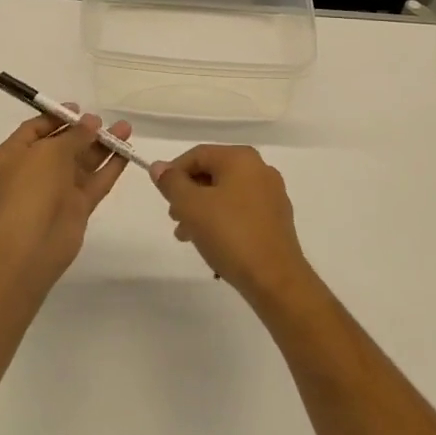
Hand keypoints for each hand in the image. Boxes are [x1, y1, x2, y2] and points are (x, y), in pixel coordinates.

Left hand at [0, 111, 131, 285]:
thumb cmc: (31, 187)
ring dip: (102, 146)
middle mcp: (33, 171)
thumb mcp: (50, 151)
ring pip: (82, 163)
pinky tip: (127, 153)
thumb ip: (74, 135)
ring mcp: (56, 190)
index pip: (35, 129)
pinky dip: (110, 168)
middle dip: (84, 132)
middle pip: (62, 145)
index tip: (79, 109)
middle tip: (105, 122)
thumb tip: (91, 122)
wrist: (32, 242)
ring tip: (126, 129)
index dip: (56, 117)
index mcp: (14, 154)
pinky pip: (95, 182)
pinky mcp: (76, 208)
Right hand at [150, 145, 312, 306]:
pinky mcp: (277, 220)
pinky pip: (241, 211)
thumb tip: (158, 166)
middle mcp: (260, 169)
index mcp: (241, 159)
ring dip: (202, 211)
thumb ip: (171, 183)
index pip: (198, 155)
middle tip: (174, 218)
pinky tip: (212, 244)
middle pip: (212, 173)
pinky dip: (222, 221)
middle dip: (188, 195)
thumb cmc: (230, 234)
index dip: (174, 172)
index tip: (162, 197)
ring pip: (226, 194)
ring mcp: (272, 195)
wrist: (275, 280)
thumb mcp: (191, 206)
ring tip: (188, 236)